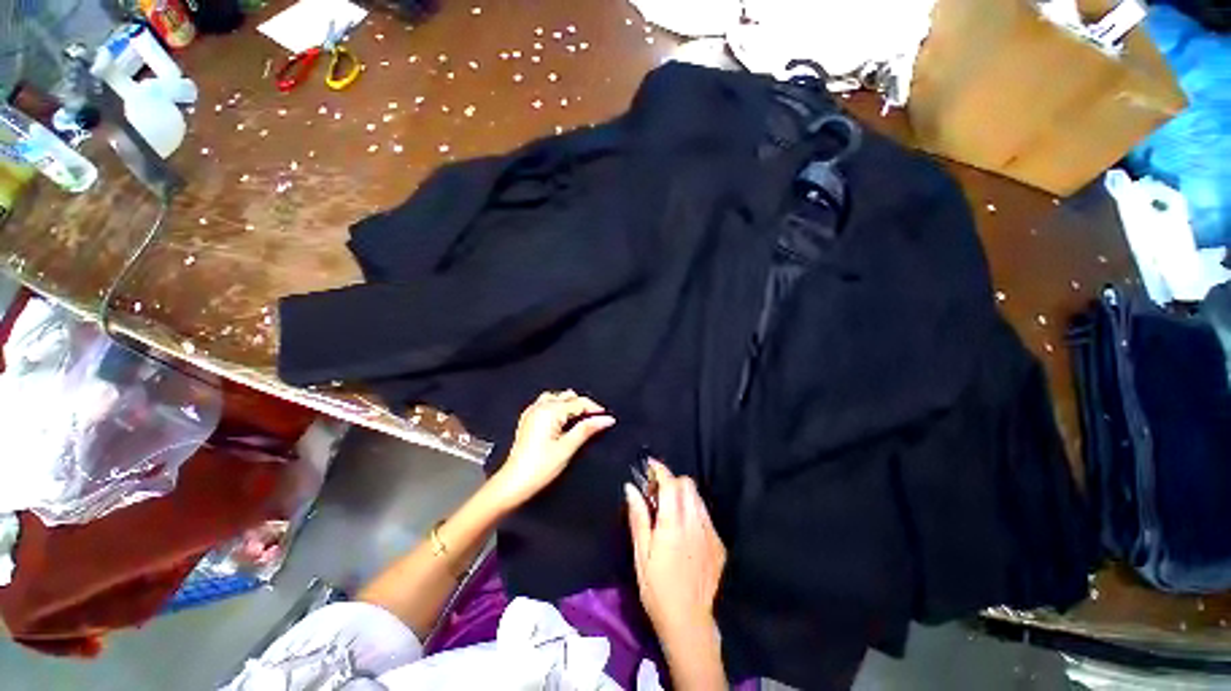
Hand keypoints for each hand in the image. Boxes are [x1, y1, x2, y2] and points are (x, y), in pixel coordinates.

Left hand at [489, 390, 614, 509]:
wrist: (513, 483)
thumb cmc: (539, 468)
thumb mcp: (567, 448)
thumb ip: (587, 429)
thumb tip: (605, 419)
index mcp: (549, 412)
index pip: (578, 402)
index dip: (594, 408)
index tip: (606, 417)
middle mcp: (539, 407)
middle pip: (567, 396)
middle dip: (583, 405)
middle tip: (595, 419)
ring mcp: (531, 412)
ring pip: (556, 397)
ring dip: (569, 404)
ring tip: (580, 418)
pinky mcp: (527, 419)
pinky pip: (546, 403)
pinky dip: (558, 407)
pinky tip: (563, 419)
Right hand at [625, 461, 726, 643]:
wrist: (689, 623)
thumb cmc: (657, 589)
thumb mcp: (641, 554)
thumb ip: (638, 517)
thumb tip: (631, 488)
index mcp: (673, 525)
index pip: (670, 484)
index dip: (660, 469)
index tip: (650, 465)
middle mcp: (695, 523)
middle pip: (687, 485)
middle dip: (671, 481)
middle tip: (656, 492)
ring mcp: (710, 533)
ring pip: (698, 498)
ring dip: (682, 494)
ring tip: (669, 509)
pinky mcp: (718, 543)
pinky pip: (705, 515)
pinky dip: (693, 510)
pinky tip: (684, 528)